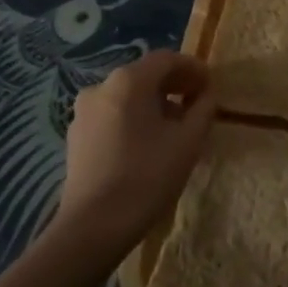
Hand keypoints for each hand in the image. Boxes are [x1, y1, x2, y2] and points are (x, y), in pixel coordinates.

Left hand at [55, 50, 213, 254]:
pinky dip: (134, 118)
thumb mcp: (188, 141)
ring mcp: (84, 111)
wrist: (93, 227)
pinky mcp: (76, 135)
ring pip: (128, 95)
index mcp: (129, 81)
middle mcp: (102, 86)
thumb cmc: (147, 176)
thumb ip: (203, 109)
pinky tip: (148, 142)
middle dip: (174, 85)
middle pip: (145, 74)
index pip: (167, 59)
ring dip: (154, 102)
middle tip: (197, 103)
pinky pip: (113, 114)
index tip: (211, 86)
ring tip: (175, 126)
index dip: (193, 68)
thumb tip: (206, 94)